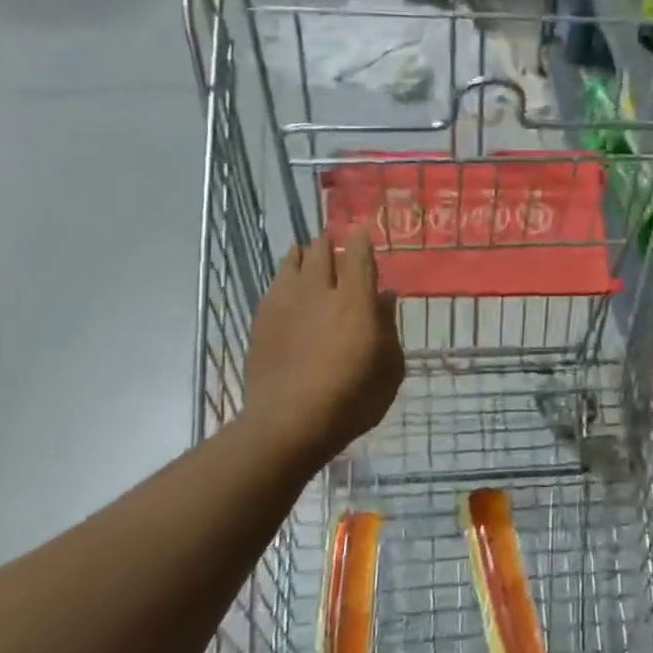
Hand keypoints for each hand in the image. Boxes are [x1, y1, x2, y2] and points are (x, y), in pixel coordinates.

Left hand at [241, 229, 404, 469]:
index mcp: (355, 301)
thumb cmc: (352, 399)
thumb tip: (385, 297)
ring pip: (292, 263)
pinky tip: (286, 285)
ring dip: (304, 255)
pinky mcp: (262, 321)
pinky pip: (274, 286)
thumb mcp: (389, 369)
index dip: (360, 239)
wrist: (288, 423)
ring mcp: (286, 304)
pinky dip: (284, 278)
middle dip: (330, 242)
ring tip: (307, 254)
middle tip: (334, 241)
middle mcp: (320, 293)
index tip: (360, 229)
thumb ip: (388, 328)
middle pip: (322, 252)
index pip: (358, 256)